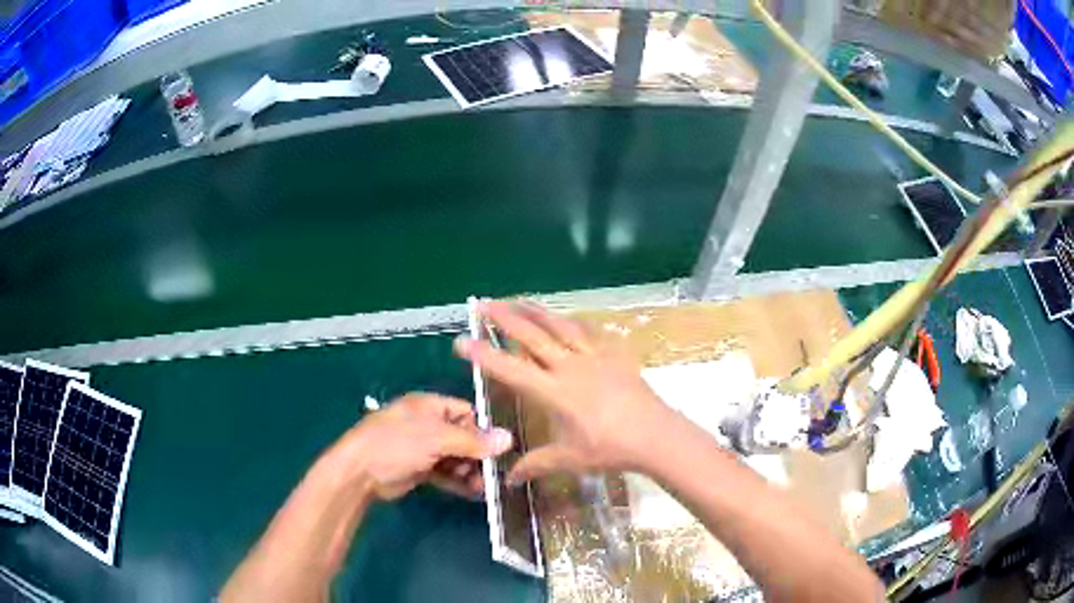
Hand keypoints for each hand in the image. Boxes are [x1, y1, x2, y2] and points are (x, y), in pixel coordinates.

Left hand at [340, 393, 512, 500]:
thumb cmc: (396, 444)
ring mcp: (422, 448)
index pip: (466, 413)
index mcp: (429, 406)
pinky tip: (473, 494)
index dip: (483, 430)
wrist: (360, 473)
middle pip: (462, 437)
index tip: (500, 449)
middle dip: (478, 455)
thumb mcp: (436, 438)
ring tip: (483, 488)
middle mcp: (427, 424)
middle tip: (493, 474)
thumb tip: (508, 439)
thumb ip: (472, 441)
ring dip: (470, 471)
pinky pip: (445, 473)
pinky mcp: (418, 469)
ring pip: (455, 458)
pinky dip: (458, 482)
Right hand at [454, 301, 673, 483]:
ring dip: (536, 311)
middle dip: (505, 318)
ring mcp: (593, 356)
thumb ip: (536, 465)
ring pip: (559, 326)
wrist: (654, 435)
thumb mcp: (568, 459)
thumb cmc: (609, 449)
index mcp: (554, 392)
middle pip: (532, 335)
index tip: (462, 341)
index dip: (484, 355)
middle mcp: (569, 367)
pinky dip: (573, 321)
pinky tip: (567, 317)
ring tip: (517, 300)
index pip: (511, 369)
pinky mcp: (614, 353)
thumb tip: (509, 480)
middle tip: (483, 303)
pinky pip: (589, 331)